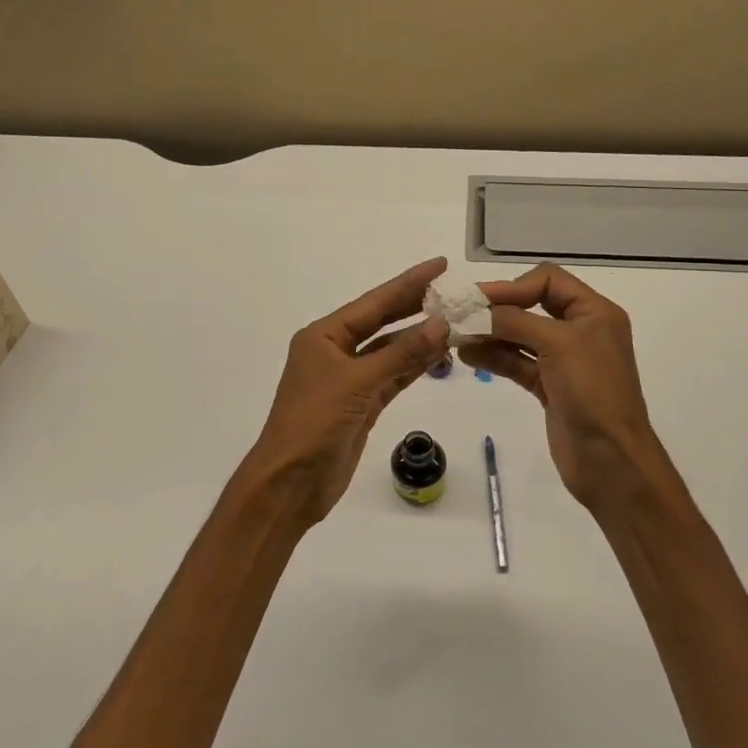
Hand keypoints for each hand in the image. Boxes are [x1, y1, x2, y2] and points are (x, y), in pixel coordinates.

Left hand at [241, 258, 450, 527]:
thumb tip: (441, 323)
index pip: (374, 303)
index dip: (408, 283)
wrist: (291, 482)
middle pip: (382, 322)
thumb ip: (402, 354)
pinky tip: (439, 356)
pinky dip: (414, 367)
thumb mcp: (358, 383)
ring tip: (456, 322)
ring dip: (420, 340)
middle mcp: (335, 352)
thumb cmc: (314, 423)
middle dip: (415, 307)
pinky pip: (393, 378)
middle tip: (453, 291)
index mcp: (323, 336)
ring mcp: (349, 380)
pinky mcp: (361, 406)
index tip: (439, 265)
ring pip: (390, 352)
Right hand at [460, 264, 679, 513]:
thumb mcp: (558, 344)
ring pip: (520, 335)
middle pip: (531, 305)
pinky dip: (493, 357)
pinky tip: (468, 355)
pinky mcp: (549, 386)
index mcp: (594, 312)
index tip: (479, 298)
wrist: (611, 460)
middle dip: (497, 309)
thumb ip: (515, 321)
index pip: (549, 280)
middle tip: (460, 314)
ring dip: (490, 333)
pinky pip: (516, 362)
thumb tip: (475, 311)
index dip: (513, 285)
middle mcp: (580, 331)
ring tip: (457, 336)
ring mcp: (563, 360)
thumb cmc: (593, 392)